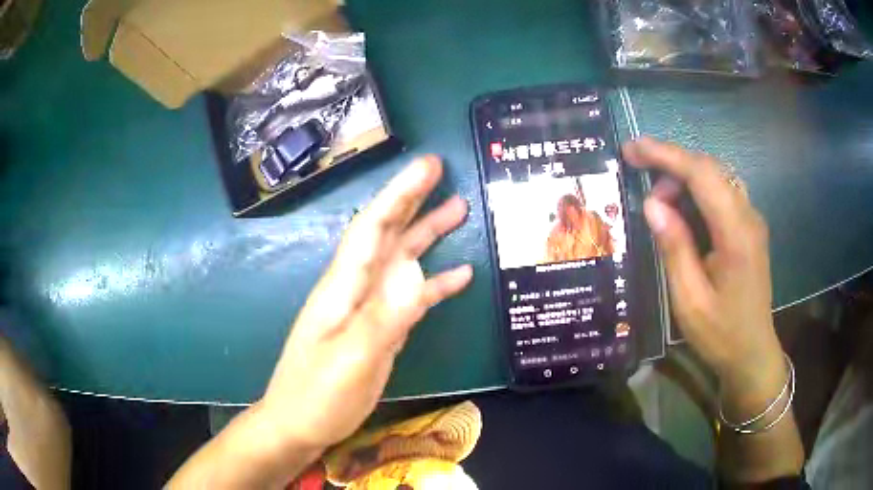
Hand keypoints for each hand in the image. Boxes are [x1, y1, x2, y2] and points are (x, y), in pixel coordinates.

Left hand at [260, 155, 472, 449]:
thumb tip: (416, 271)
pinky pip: (411, 297)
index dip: (399, 193)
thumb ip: (382, 316)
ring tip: (458, 210)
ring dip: (427, 234)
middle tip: (442, 171)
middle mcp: (356, 288)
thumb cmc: (317, 395)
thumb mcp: (351, 359)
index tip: (427, 165)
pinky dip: (435, 283)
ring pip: (401, 260)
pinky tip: (461, 275)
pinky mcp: (379, 330)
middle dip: (412, 199)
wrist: (300, 425)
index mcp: (344, 286)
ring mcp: (368, 309)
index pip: (373, 227)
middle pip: (387, 234)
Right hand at [622, 138, 785, 412]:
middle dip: (671, 165)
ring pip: (716, 177)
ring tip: (659, 206)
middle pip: (710, 169)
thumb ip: (674, 248)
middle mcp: (748, 217)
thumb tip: (652, 204)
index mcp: (736, 234)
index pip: (702, 174)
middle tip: (641, 186)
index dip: (666, 155)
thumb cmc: (721, 334)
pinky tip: (681, 212)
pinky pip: (721, 193)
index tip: (632, 148)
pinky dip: (696, 191)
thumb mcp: (689, 300)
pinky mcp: (749, 228)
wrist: (752, 353)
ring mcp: (751, 221)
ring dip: (684, 179)